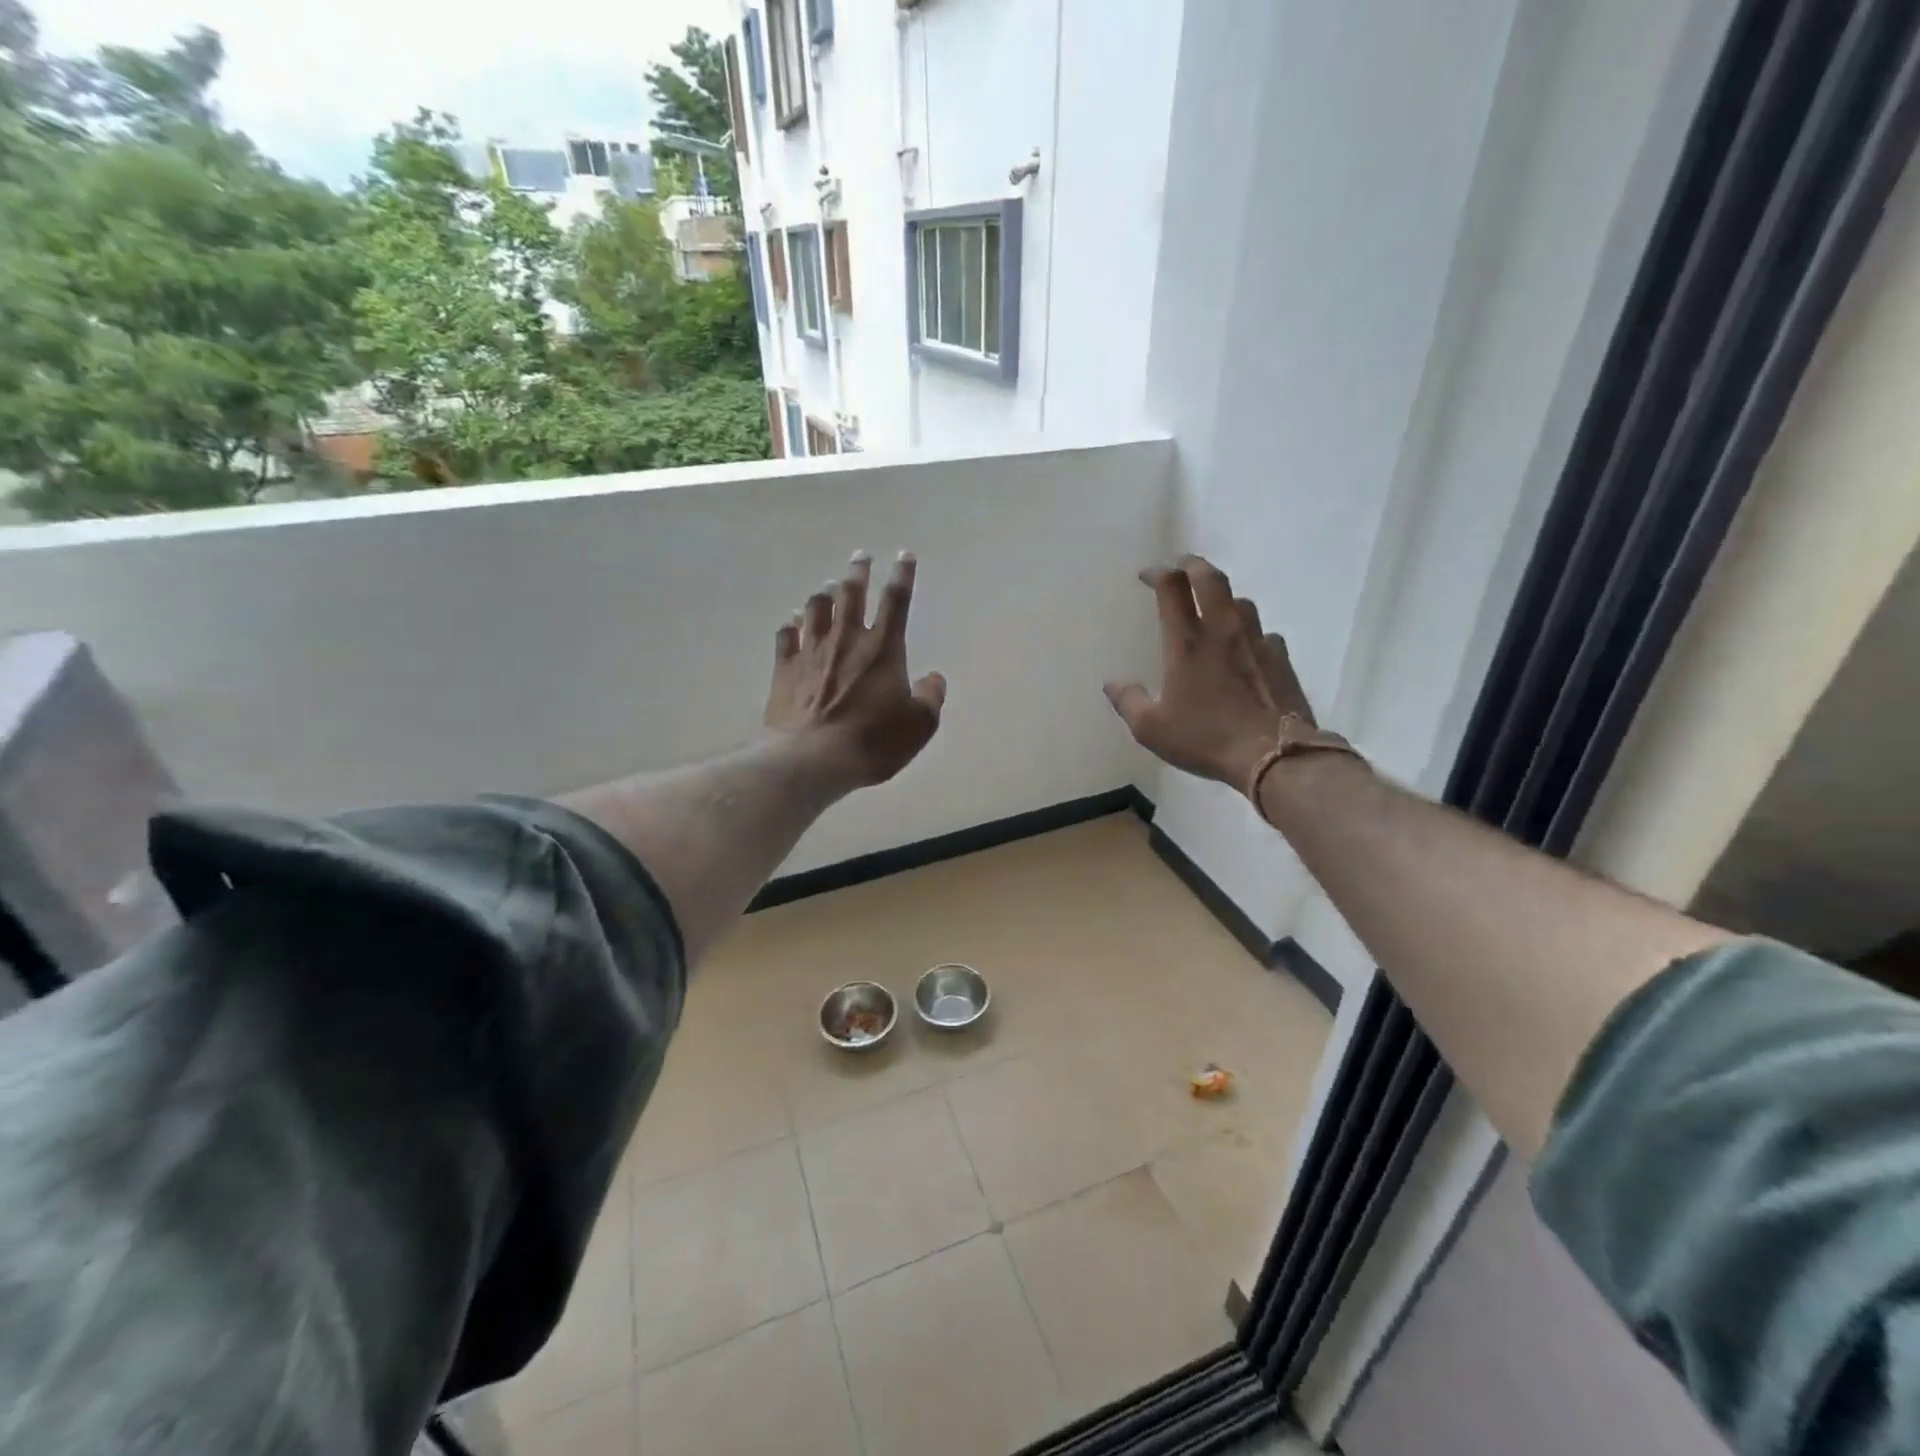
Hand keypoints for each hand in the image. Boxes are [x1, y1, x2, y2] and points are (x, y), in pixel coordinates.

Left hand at [766, 551, 946, 787]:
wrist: (812, 758)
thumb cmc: (872, 741)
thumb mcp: (918, 726)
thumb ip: (930, 698)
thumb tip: (934, 679)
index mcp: (883, 649)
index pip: (896, 601)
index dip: (902, 575)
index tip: (904, 555)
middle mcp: (846, 640)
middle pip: (851, 594)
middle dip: (858, 572)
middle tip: (860, 556)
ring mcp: (811, 652)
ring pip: (816, 608)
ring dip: (825, 594)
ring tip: (829, 586)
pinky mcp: (785, 669)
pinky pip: (786, 635)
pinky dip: (792, 624)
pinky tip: (793, 620)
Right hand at [1104, 555, 1313, 789]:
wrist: (1273, 754)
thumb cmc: (1205, 738)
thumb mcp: (1151, 729)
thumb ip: (1128, 701)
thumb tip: (1111, 683)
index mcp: (1186, 642)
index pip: (1171, 587)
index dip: (1157, 573)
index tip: (1147, 575)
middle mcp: (1222, 630)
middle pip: (1209, 578)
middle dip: (1192, 565)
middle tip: (1181, 566)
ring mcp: (1256, 640)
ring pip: (1240, 601)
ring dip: (1223, 596)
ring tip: (1214, 606)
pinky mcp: (1281, 658)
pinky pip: (1265, 632)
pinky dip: (1250, 631)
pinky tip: (1247, 646)